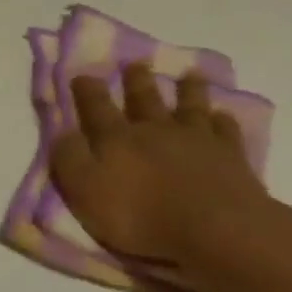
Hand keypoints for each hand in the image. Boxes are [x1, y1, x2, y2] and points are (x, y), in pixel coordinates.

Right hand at [49, 63, 279, 289]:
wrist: (213, 228)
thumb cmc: (139, 215)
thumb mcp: (85, 191)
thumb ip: (70, 159)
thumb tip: (62, 131)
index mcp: (117, 139)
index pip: (96, 108)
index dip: (87, 92)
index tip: (82, 75)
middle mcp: (155, 130)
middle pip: (144, 99)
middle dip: (136, 81)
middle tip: (135, 63)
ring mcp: (196, 139)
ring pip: (189, 105)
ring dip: (186, 89)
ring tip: (188, 74)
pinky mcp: (229, 155)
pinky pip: (225, 129)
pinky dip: (222, 119)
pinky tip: (221, 114)